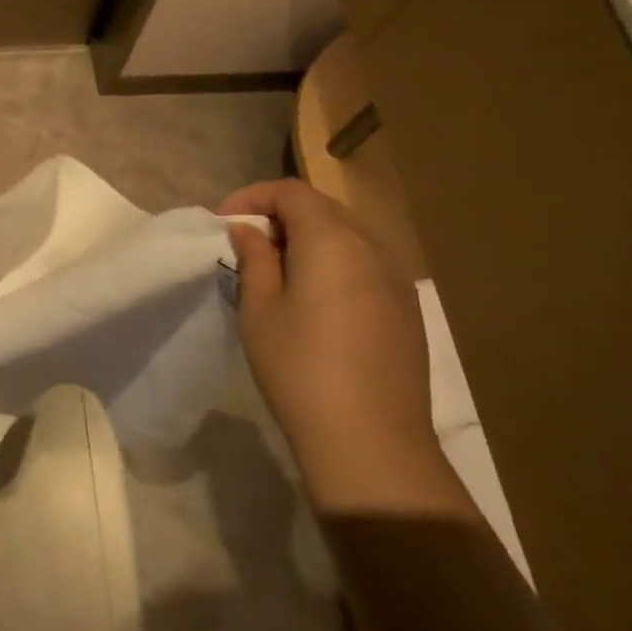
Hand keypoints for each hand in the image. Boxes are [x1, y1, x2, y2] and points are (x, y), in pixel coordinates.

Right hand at [220, 179, 467, 514]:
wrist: (370, 438)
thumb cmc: (299, 367)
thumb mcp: (259, 309)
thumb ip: (255, 259)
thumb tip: (248, 231)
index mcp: (333, 241)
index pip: (292, 192)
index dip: (253, 197)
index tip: (224, 223)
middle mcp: (373, 248)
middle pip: (324, 208)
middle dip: (280, 216)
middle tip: (247, 245)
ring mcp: (397, 279)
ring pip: (348, 235)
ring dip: (309, 239)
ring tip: (277, 270)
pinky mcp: (407, 308)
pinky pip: (366, 263)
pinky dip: (334, 262)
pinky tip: (315, 298)